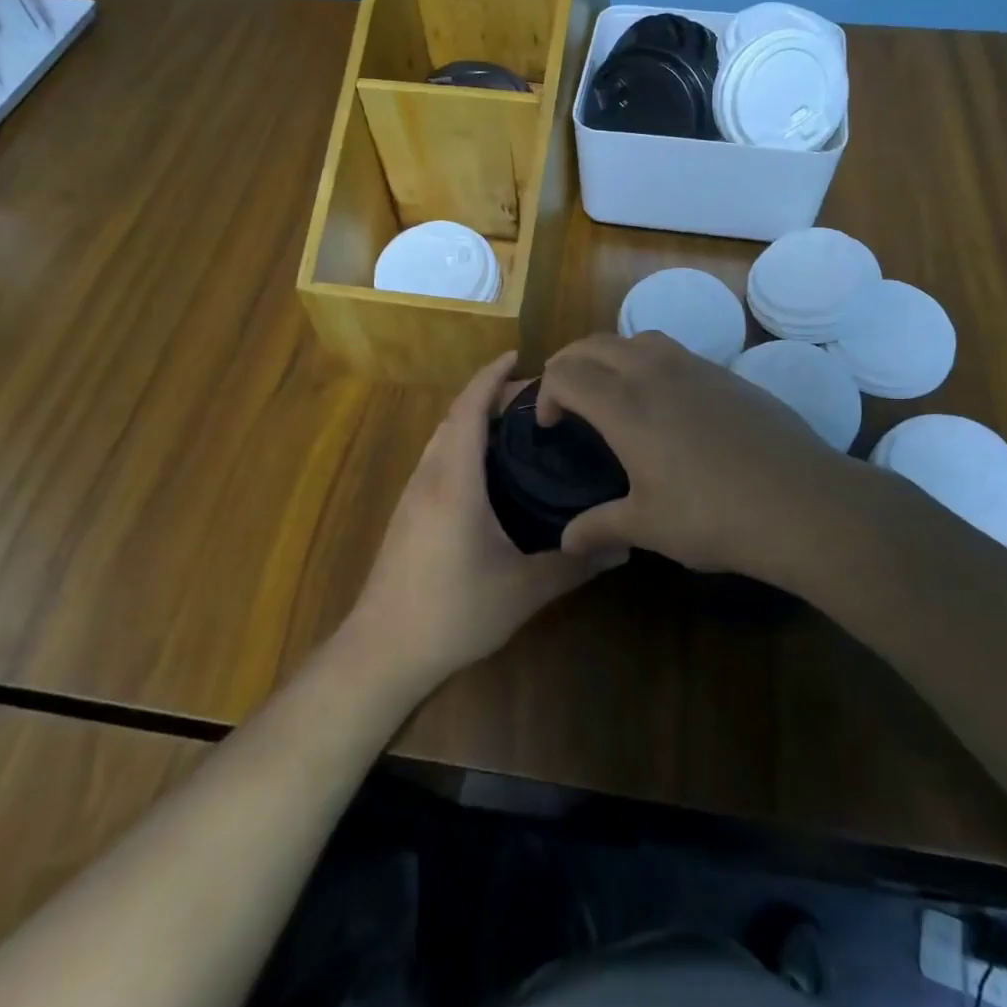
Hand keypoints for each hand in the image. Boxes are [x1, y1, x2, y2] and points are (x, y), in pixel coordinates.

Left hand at [347, 354, 624, 693]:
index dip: (491, 377)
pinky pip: (436, 459)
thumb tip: (624, 547)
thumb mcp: (522, 590)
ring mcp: (413, 495)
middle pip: (455, 417)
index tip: (518, 356)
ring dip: (472, 419)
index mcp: (455, 480)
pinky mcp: (407, 514)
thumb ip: (573, 564)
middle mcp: (429, 476)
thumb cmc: (453, 612)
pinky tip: (486, 471)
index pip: (470, 409)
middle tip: (535, 397)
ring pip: (442, 438)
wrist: (382, 650)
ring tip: (515, 426)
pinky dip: (461, 443)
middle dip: (488, 395)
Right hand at [537, 332, 884, 585]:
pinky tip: (666, 403)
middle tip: (566, 398)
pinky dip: (650, 362)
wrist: (800, 502)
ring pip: (637, 338)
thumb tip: (565, 542)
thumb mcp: (648, 526)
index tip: (549, 425)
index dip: (545, 393)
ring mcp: (695, 367)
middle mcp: (653, 372)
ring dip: (611, 355)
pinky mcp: (727, 374)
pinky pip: (674, 351)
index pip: (565, 373)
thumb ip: (599, 527)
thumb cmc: (712, 516)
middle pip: (594, 344)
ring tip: (613, 391)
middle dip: (569, 364)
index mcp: (624, 405)